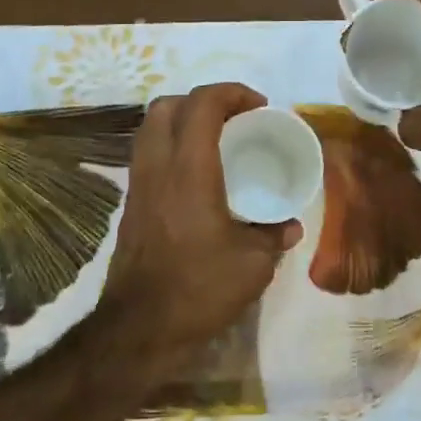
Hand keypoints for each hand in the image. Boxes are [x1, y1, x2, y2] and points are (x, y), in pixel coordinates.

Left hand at [100, 83, 302, 374]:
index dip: (232, 92)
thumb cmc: (200, 289)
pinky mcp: (130, 205)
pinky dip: (169, 147)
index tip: (259, 107)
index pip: (202, 104)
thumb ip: (274, 236)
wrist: (140, 328)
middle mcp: (157, 167)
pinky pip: (146, 155)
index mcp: (189, 170)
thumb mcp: (253, 265)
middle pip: (166, 105)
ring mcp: (137, 185)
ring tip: (214, 140)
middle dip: (202, 100)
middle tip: (233, 118)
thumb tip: (290, 225)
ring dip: (181, 120)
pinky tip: (195, 175)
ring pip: (149, 128)